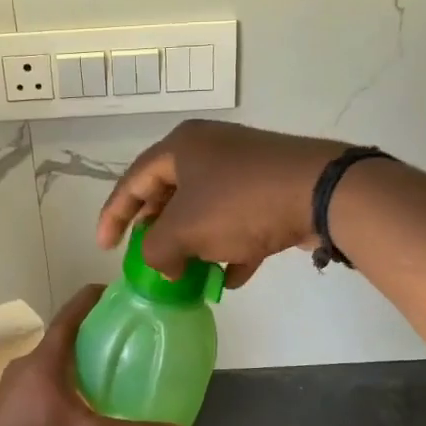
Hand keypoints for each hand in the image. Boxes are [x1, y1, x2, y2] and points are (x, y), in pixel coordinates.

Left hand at [0, 286, 191, 425]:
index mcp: (45, 362)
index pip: (70, 316)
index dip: (92, 300)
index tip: (113, 293)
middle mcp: (23, 367)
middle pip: (60, 341)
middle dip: (88, 338)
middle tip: (119, 343)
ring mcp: (8, 390)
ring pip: (47, 366)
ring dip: (72, 366)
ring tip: (101, 377)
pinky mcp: (3, 412)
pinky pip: (35, 387)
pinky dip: (57, 387)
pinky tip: (74, 409)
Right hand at [97, 120, 344, 286]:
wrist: (320, 193)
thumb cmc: (239, 204)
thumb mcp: (185, 231)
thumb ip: (157, 251)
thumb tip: (163, 265)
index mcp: (181, 147)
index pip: (133, 182)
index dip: (114, 216)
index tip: (105, 248)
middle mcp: (210, 150)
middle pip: (169, 195)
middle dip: (159, 234)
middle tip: (150, 260)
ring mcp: (243, 169)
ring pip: (205, 211)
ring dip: (194, 246)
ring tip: (187, 275)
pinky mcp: (271, 189)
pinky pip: (238, 221)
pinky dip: (230, 248)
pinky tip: (230, 278)